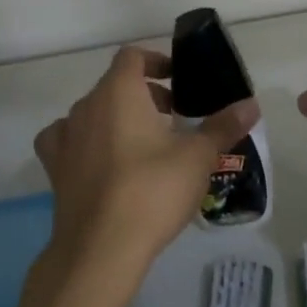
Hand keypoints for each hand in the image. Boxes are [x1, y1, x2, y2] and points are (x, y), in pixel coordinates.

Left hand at [32, 46, 260, 290]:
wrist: (101, 249)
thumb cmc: (152, 191)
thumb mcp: (198, 157)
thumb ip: (223, 126)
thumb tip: (251, 104)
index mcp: (119, 92)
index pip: (132, 56)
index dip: (157, 60)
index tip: (179, 79)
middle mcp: (86, 107)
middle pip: (115, 85)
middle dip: (146, 94)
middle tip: (176, 118)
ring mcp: (66, 138)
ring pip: (93, 112)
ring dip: (118, 118)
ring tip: (145, 143)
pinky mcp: (55, 169)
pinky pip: (68, 141)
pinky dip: (86, 142)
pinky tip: (102, 160)